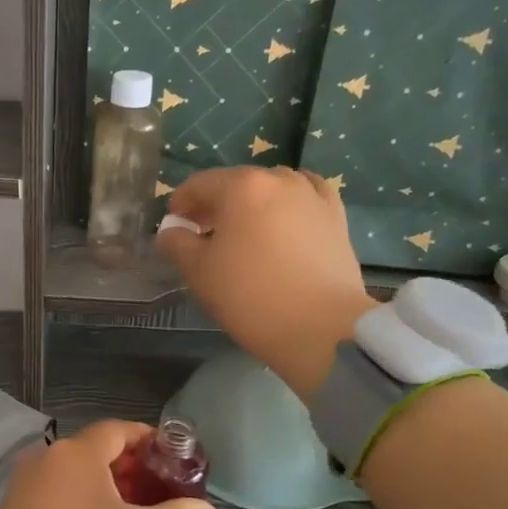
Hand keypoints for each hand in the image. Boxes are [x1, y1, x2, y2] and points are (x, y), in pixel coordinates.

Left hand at [0, 420, 215, 508]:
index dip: (146, 440)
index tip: (170, 459)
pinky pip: (51, 492)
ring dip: (102, 485)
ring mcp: (21, 486)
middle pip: (92, 450)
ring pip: (70, 473)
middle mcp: (42, 459)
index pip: (116, 430)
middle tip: (157, 490)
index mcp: (74, 455)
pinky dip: (76, 499)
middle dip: (127, 466)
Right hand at [157, 166, 376, 400]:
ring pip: (274, 189)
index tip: (174, 222)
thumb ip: (178, 244)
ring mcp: (313, 197)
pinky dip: (291, 204)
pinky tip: (286, 220)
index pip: (200, 184)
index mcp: (242, 187)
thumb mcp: (200, 272)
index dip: (181, 201)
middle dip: (216, 203)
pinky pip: (308, 198)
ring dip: (253, 203)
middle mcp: (280, 181)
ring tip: (245, 231)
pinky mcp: (337, 219)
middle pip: (238, 183)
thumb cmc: (250, 296)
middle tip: (203, 231)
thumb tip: (170, 231)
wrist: (321, 328)